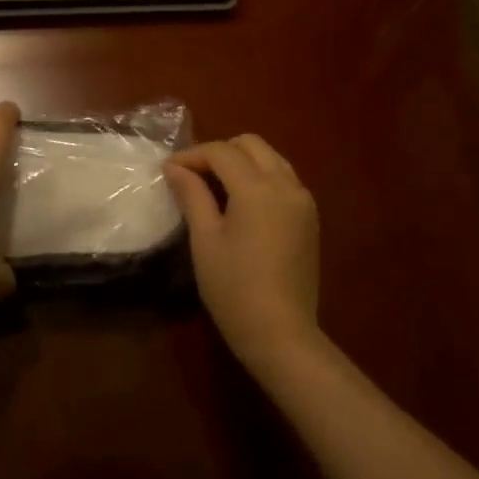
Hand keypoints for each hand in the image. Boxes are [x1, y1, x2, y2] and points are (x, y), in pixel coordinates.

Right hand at [164, 135, 320, 374]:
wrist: (281, 333)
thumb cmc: (234, 288)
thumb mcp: (205, 240)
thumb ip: (192, 195)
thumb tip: (174, 167)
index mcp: (258, 188)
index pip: (221, 152)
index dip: (192, 155)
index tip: (168, 170)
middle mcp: (286, 185)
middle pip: (251, 145)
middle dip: (219, 151)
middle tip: (192, 176)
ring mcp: (303, 201)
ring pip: (271, 159)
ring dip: (242, 162)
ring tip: (214, 186)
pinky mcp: (309, 218)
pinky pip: (283, 179)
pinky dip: (260, 177)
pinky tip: (241, 203)